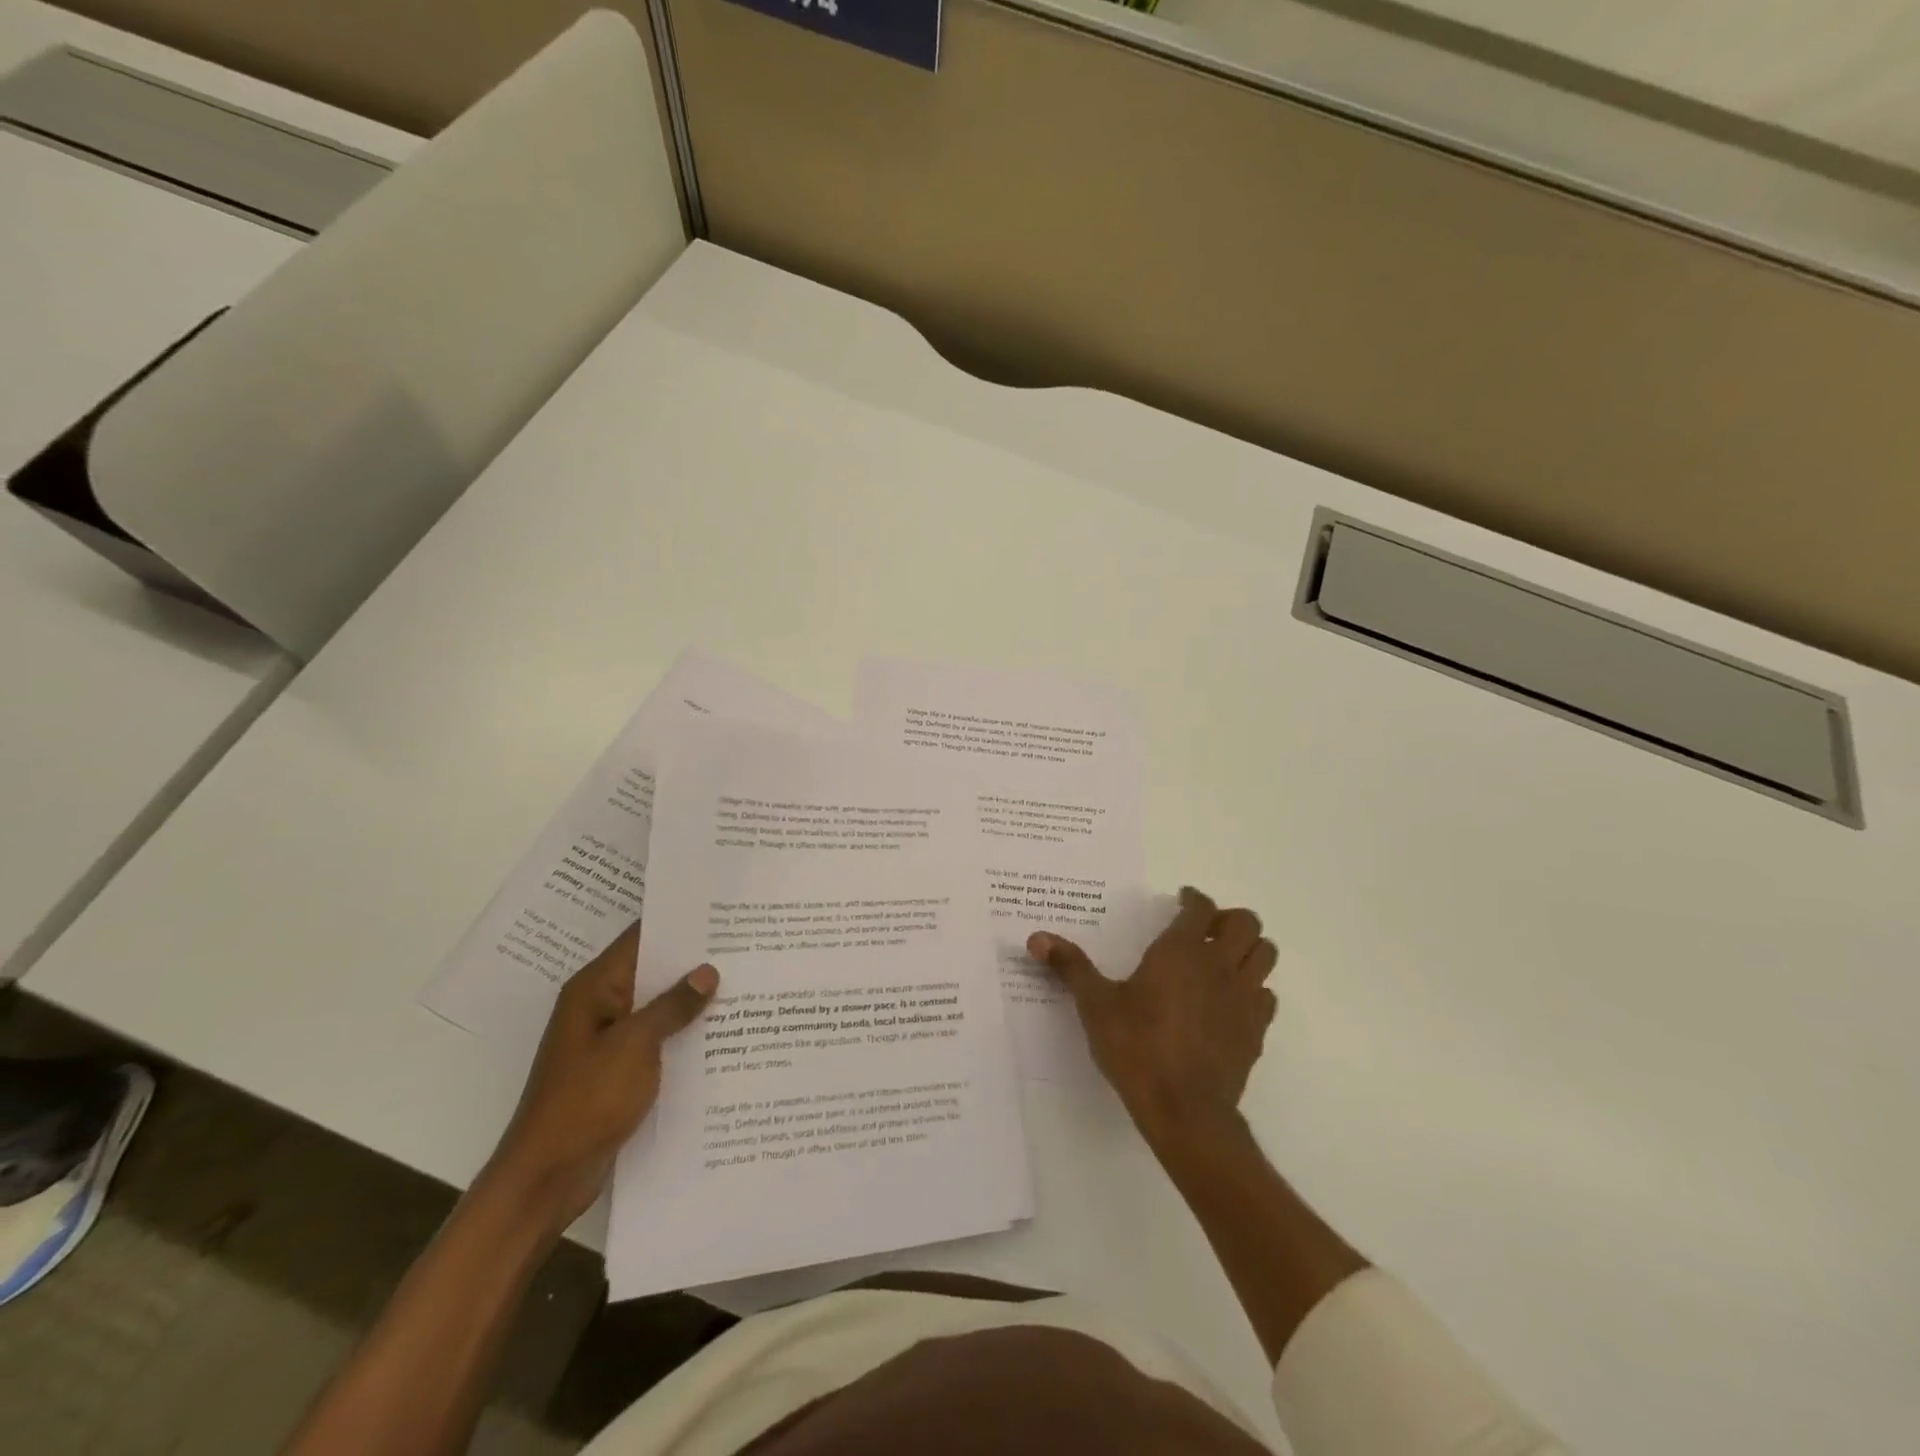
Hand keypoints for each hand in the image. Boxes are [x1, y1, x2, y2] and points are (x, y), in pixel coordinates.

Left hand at [485, 920, 717, 1231]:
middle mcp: (600, 1006)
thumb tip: (707, 971)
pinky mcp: (619, 1070)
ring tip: (744, 982)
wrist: (546, 1178)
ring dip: (692, 1000)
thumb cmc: (586, 1100)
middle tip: (744, 945)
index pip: (640, 938)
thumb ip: (673, 1006)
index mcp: (594, 989)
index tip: (721, 911)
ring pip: (658, 1007)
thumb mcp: (635, 1046)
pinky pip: (658, 1039)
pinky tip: (722, 1032)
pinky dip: (684, 1033)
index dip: (679, 923)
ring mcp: (609, 1040)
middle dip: (694, 961)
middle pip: (652, 971)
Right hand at [1029, 886, 1276, 1151]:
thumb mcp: (1095, 1004)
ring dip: (1249, 949)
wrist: (1185, 1111)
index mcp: (1181, 950)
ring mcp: (1244, 998)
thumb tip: (1036, 937)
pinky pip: (1266, 996)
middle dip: (1228, 919)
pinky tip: (1230, 1002)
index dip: (1192, 898)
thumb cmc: (1136, 1048)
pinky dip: (1254, 989)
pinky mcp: (1256, 1031)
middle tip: (1205, 930)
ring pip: (1266, 954)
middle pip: (1246, 922)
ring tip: (1224, 959)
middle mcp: (1219, 965)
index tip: (1181, 900)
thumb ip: (1070, 966)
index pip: (1200, 907)